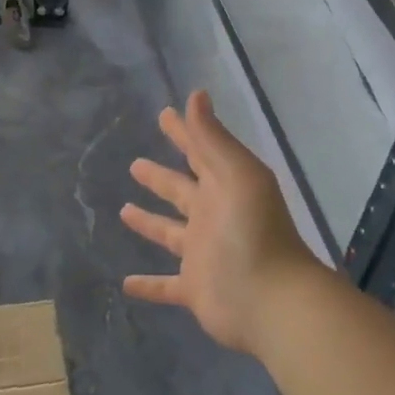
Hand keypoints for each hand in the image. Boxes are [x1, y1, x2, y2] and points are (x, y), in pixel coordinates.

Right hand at [120, 91, 321, 357]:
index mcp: (224, 188)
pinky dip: (148, 286)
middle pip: (181, 192)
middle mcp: (212, 217)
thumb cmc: (252, 232)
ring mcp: (203, 254)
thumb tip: (195, 95)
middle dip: (160, 178)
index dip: (183, 133)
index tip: (164, 115)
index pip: (200, 152)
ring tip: (124, 211)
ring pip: (170, 234)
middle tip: (135, 164)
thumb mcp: (236, 175)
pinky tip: (125, 284)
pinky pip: (165, 286)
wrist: (271, 299)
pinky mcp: (195, 289)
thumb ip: (212, 139)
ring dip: (149, 223)